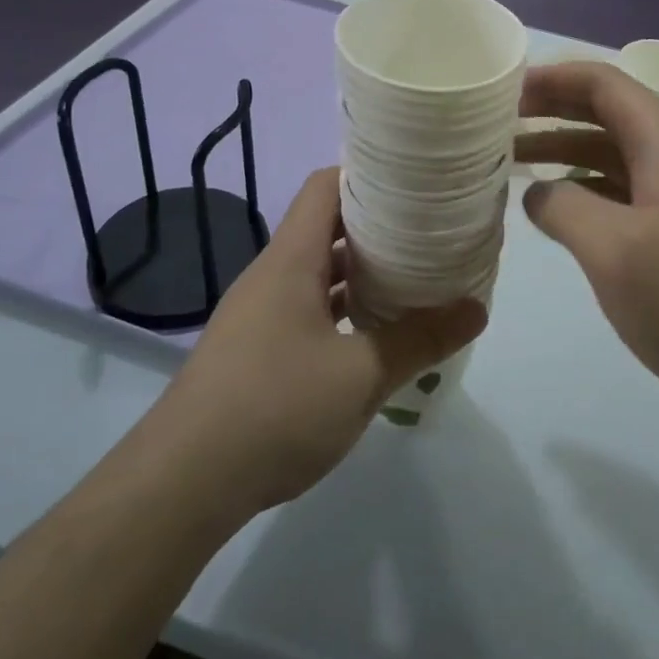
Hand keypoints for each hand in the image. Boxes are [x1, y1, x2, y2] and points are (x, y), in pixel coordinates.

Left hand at [153, 168, 486, 515]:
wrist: (182, 485)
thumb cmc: (274, 408)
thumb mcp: (361, 375)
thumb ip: (421, 339)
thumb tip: (476, 308)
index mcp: (291, 260)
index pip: (326, 186)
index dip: (368, 174)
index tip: (415, 181)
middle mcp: (273, 276)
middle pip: (327, 228)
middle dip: (378, 226)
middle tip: (431, 231)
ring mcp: (262, 316)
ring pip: (319, 274)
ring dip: (363, 273)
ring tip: (415, 277)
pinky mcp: (258, 352)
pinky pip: (309, 312)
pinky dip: (345, 311)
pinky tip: (376, 335)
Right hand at [517, 62, 658, 408]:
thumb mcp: (614, 250)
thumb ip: (563, 207)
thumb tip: (538, 194)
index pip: (606, 85)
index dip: (555, 78)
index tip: (506, 91)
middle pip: (608, 114)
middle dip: (553, 111)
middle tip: (500, 122)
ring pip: (611, 155)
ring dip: (563, 151)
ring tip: (512, 163)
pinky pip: (621, 191)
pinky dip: (582, 188)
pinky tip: (554, 210)